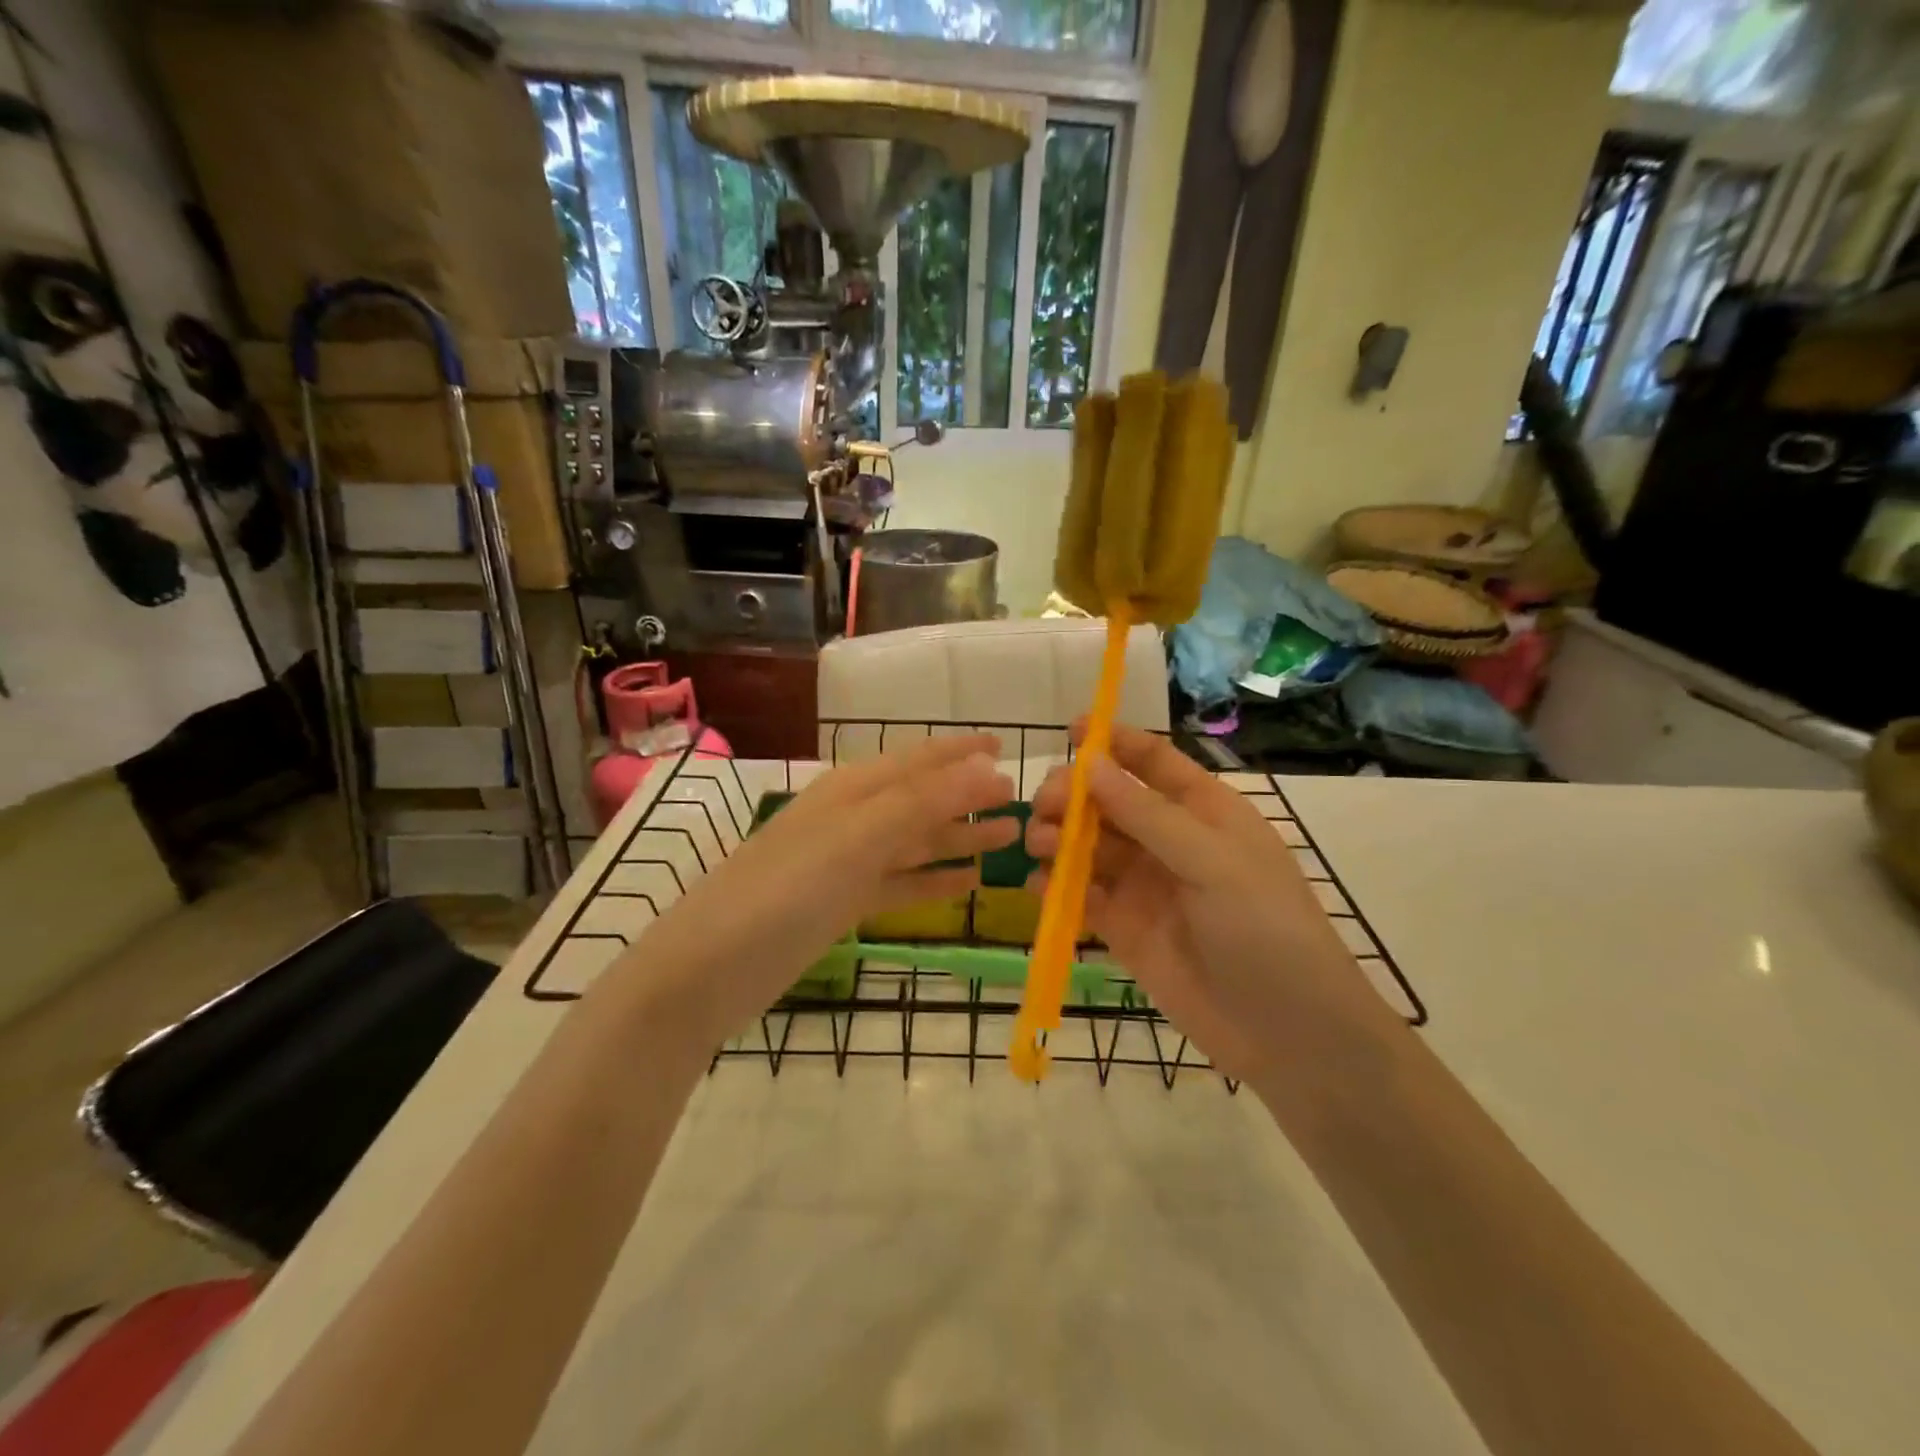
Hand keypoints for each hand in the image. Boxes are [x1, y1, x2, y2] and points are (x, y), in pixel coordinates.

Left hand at [627, 734, 1017, 1045]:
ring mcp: (846, 863)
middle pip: (922, 800)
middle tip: (1019, 803)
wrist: (707, 970)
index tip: (1005, 747)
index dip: (960, 752)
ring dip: (958, 838)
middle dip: (968, 797)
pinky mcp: (842, 905)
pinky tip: (967, 884)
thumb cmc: (783, 891)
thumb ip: (921, 803)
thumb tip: (986, 769)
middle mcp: (852, 818)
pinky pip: (901, 884)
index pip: (918, 759)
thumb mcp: (856, 839)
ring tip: (1007, 840)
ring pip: (915, 842)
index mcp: (852, 790)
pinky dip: (934, 881)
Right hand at [1026, 724, 1398, 1082]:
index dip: (1114, 741)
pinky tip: (1039, 887)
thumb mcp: (1212, 861)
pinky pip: (1082, 896)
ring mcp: (1144, 885)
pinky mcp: (1123, 928)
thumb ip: (1147, 813)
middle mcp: (1168, 841)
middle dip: (1074, 796)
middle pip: (1109, 801)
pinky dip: (1056, 887)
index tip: (1072, 729)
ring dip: (1059, 838)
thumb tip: (1089, 763)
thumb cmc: (1264, 929)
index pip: (1153, 761)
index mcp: (1203, 811)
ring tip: (1039, 845)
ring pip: (1088, 846)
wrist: (1287, 1033)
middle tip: (1047, 806)